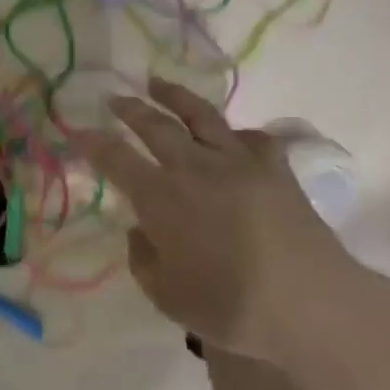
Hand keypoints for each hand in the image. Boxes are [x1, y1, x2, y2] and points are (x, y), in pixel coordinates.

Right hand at [76, 78, 349, 357]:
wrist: (311, 304)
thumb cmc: (230, 306)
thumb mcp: (167, 296)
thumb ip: (144, 259)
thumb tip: (141, 232)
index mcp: (160, 197)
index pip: (115, 159)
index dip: (93, 143)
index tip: (78, 132)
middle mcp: (194, 168)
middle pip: (155, 125)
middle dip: (130, 108)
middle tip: (114, 97)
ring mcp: (237, 162)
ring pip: (200, 116)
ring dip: (174, 96)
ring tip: (157, 83)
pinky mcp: (274, 168)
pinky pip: (252, 139)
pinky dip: (236, 134)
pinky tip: (232, 137)